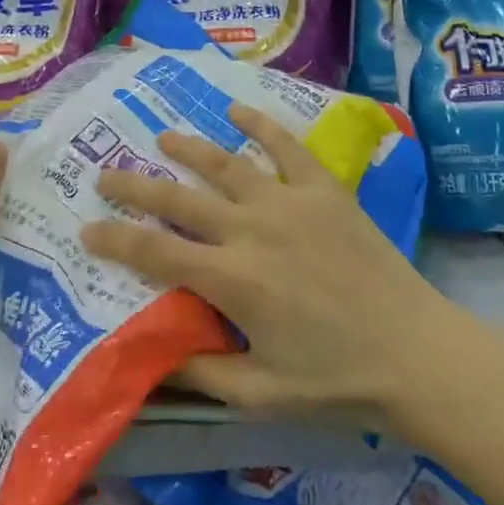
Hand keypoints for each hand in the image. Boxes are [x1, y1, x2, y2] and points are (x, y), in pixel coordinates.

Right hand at [82, 106, 466, 426]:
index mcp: (231, 279)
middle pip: (179, 199)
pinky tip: (237, 110)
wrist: (417, 353)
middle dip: (134, 185)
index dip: (115, 239)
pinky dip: (261, 126)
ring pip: (225, 165)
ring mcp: (289, 203)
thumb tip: (153, 358)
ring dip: (189, 149)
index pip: (155, 252)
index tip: (87, 229)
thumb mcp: (261, 394)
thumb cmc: (337, 380)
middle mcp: (251, 230)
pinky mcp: (324, 191)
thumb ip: (202, 373)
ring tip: (162, 137)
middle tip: (104, 173)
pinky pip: (286, 148)